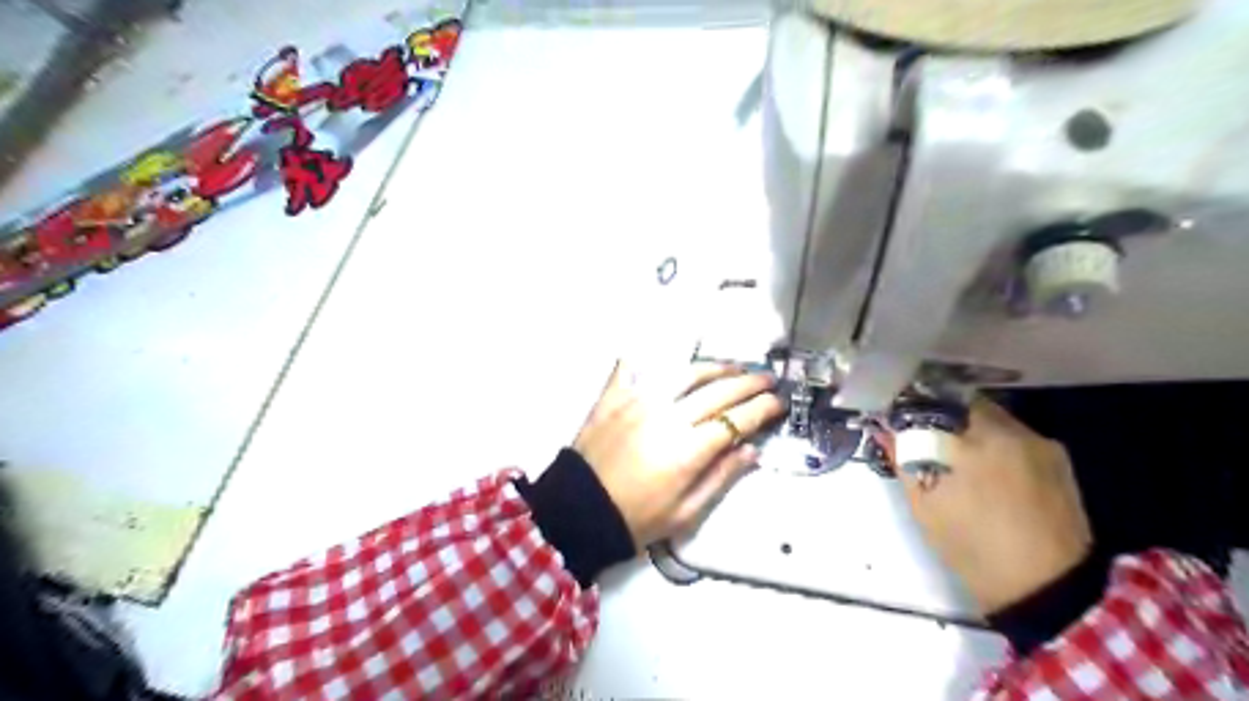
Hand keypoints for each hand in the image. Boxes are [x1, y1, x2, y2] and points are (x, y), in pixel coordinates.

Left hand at [573, 361, 778, 546]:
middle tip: (767, 379)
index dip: (762, 409)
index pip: (736, 420)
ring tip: (732, 367)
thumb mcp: (686, 512)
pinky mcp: (613, 398)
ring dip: (713, 368)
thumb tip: (751, 451)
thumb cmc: (637, 519)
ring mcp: (638, 401)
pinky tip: (655, 353)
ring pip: (684, 374)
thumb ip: (721, 477)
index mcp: (689, 449)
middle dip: (748, 383)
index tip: (779, 402)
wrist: (578, 513)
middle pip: (717, 391)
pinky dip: (645, 359)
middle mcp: (668, 416)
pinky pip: (631, 369)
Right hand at [876, 396, 1093, 615]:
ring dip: (972, 429)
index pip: (936, 403)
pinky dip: (998, 444)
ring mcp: (1040, 444)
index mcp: (975, 443)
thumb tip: (885, 431)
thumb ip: (903, 461)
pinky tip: (989, 470)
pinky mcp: (1059, 460)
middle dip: (944, 417)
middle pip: (968, 406)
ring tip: (957, 456)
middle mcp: (1012, 433)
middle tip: (928, 438)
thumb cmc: (973, 548)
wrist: (1047, 589)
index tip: (903, 421)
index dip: (916, 408)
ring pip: (995, 419)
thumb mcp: (925, 507)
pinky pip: (1017, 437)